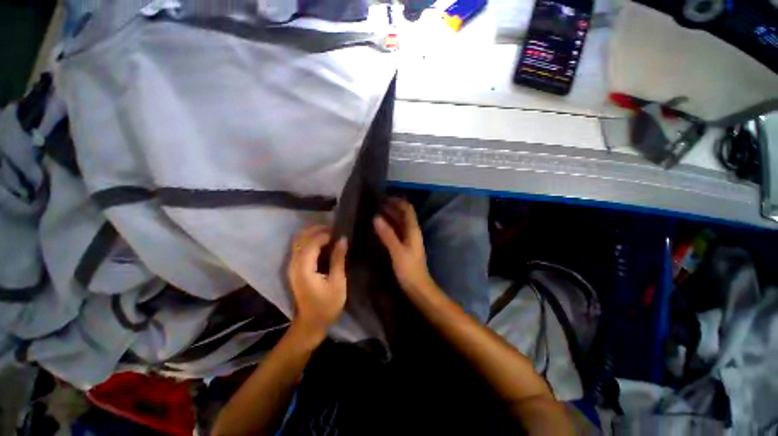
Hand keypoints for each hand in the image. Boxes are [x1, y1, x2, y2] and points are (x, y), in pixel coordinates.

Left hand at [287, 225, 347, 340]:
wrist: (311, 323)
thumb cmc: (327, 305)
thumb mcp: (337, 282)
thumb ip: (338, 259)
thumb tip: (343, 239)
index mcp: (304, 268)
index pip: (311, 243)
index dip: (325, 234)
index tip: (340, 232)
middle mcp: (294, 264)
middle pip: (301, 238)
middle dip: (317, 230)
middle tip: (334, 228)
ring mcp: (292, 266)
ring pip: (298, 241)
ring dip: (312, 233)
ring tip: (329, 233)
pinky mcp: (294, 268)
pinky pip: (299, 248)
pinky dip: (310, 241)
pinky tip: (322, 242)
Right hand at [373, 198, 433, 293]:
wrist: (417, 287)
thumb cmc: (409, 270)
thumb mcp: (397, 251)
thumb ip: (388, 234)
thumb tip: (376, 217)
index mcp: (413, 230)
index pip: (407, 209)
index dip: (397, 201)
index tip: (383, 198)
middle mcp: (411, 232)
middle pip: (403, 214)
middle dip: (391, 207)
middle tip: (375, 204)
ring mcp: (408, 239)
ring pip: (399, 222)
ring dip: (389, 216)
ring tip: (374, 212)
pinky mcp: (403, 246)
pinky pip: (396, 231)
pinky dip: (388, 226)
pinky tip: (378, 227)